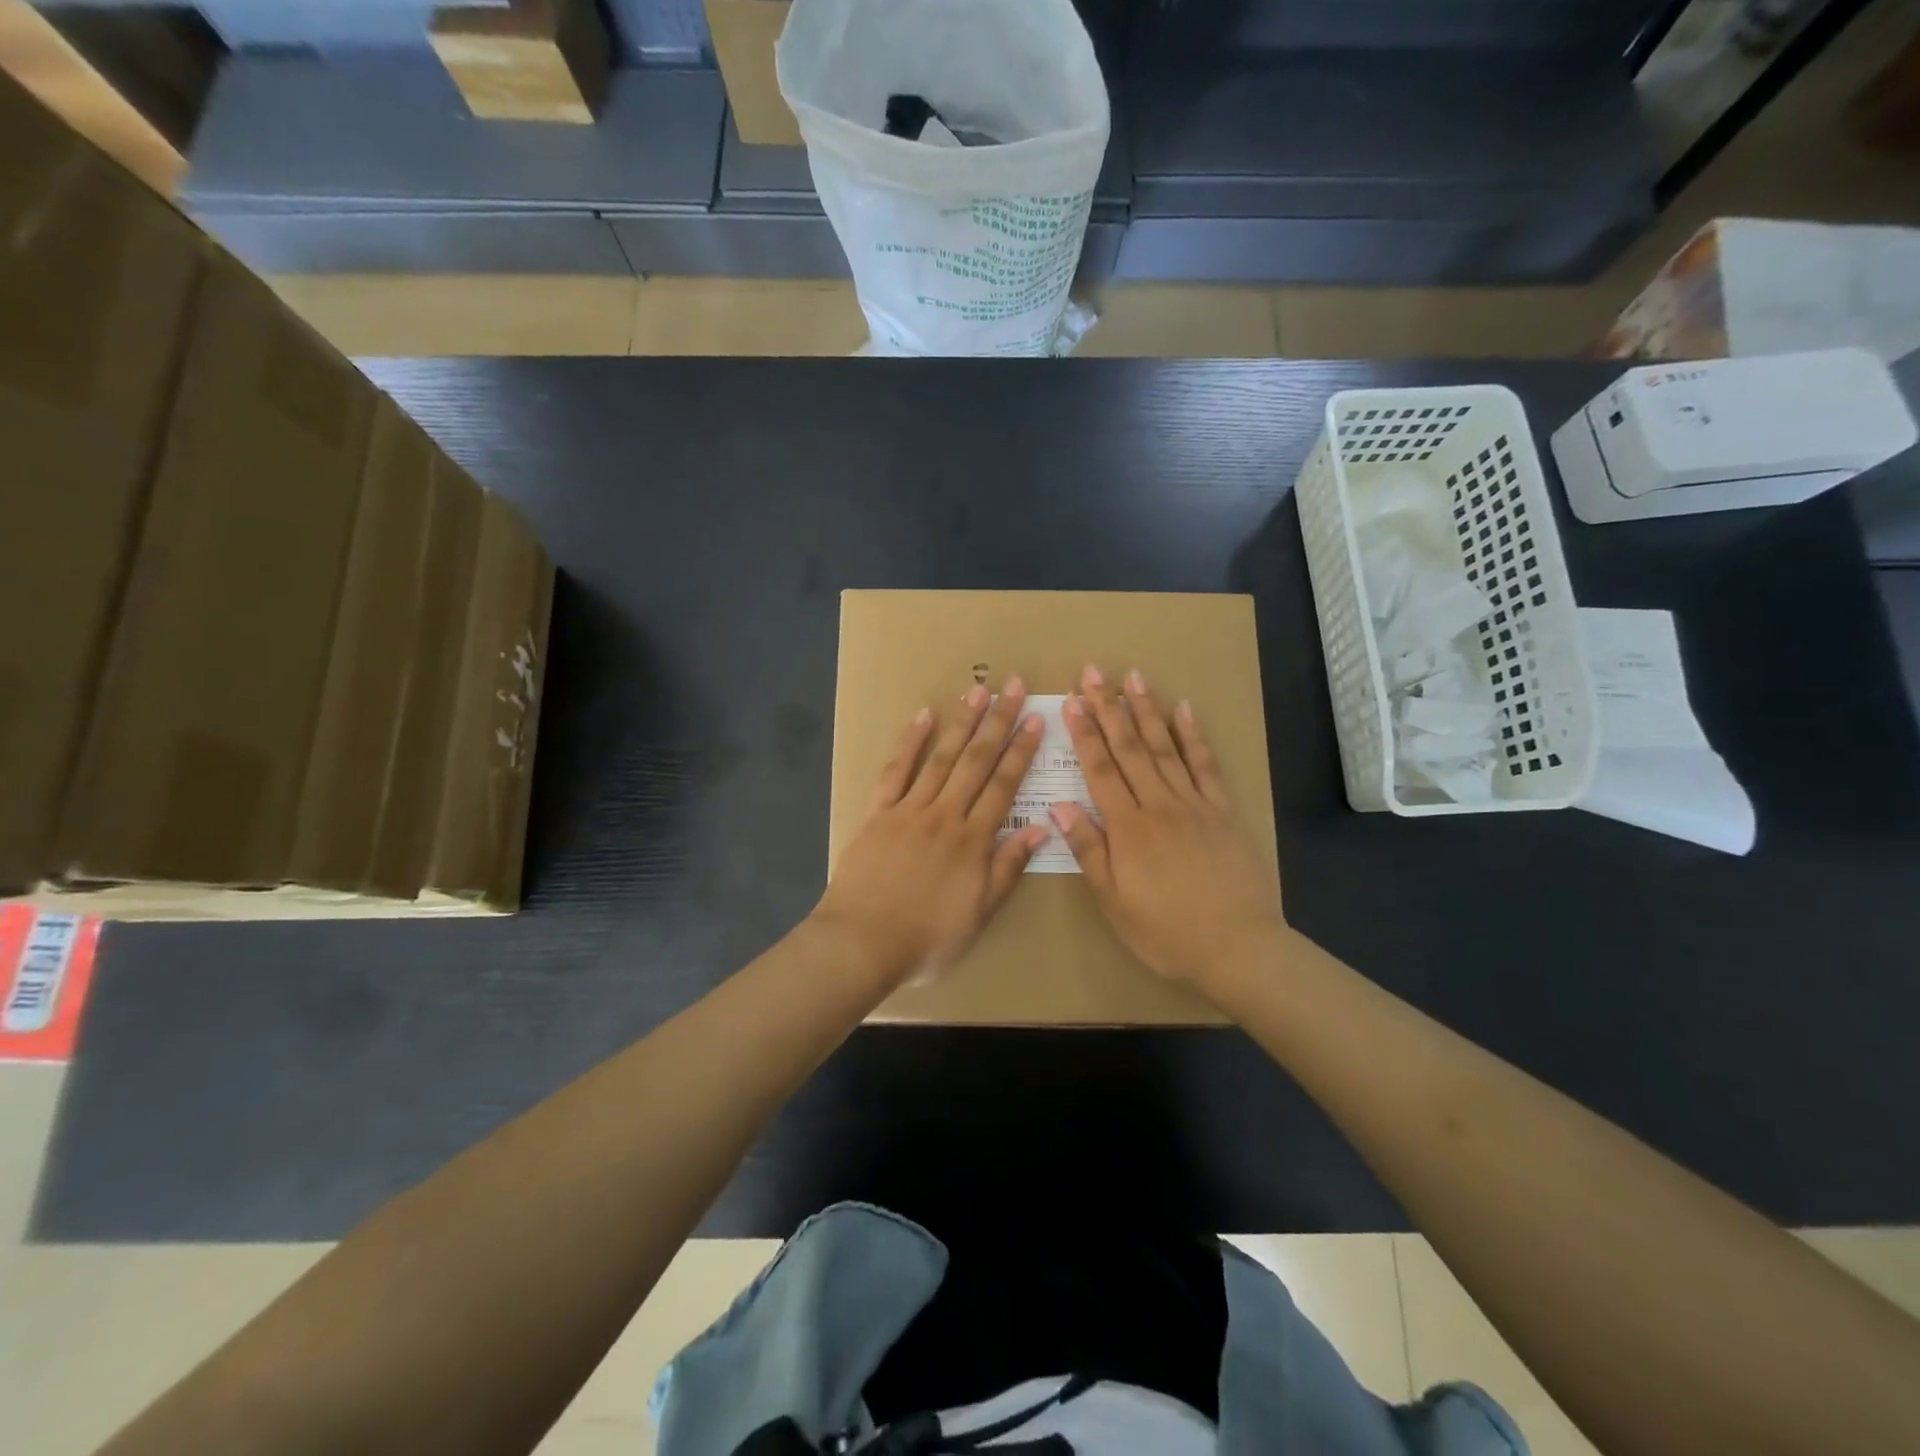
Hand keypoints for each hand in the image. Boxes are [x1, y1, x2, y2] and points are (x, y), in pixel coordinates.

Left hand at [812, 679, 1049, 988]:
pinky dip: (909, 742)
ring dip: (961, 723)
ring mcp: (909, 809)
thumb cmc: (927, 938)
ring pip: (941, 757)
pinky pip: (895, 771)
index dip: (1021, 751)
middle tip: (1012, 686)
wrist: (862, 942)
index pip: (1004, 785)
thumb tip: (1040, 827)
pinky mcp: (878, 812)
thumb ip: (1008, 867)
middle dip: (997, 722)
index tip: (1034, 719)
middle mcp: (945, 814)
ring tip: (976, 691)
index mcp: (973, 840)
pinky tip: (922, 716)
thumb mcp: (979, 913)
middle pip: (976, 761)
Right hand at [1051, 665, 1285, 992]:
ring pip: (1165, 747)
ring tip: (1133, 677)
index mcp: (1127, 827)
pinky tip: (1184, 709)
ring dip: (1147, 710)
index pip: (1100, 769)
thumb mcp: (1114, 900)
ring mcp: (1194, 803)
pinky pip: (1206, 765)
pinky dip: (1194, 736)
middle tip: (1095, 672)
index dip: (1084, 733)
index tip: (1071, 701)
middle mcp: (1158, 804)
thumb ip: (1088, 849)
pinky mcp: (1223, 811)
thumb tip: (1058, 805)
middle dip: (1109, 708)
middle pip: (1130, 748)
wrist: (1237, 946)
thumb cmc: (1165, 931)